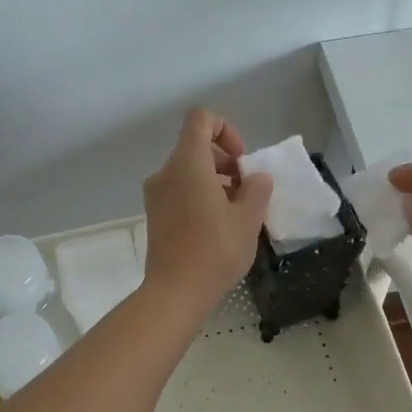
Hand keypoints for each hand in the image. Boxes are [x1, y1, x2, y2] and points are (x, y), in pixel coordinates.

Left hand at [141, 108, 273, 313]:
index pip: (200, 119)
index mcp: (187, 163)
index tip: (240, 160)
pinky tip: (218, 225)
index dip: (225, 129)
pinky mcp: (155, 215)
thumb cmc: (215, 250)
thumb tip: (256, 178)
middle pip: (195, 147)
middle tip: (246, 191)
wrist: (175, 292)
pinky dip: (200, 196)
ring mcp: (156, 194)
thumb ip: (257, 189)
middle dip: (225, 161)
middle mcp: (166, 172)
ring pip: (188, 171)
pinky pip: (180, 191)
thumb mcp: (248, 218)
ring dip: (214, 181)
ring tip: (236, 211)